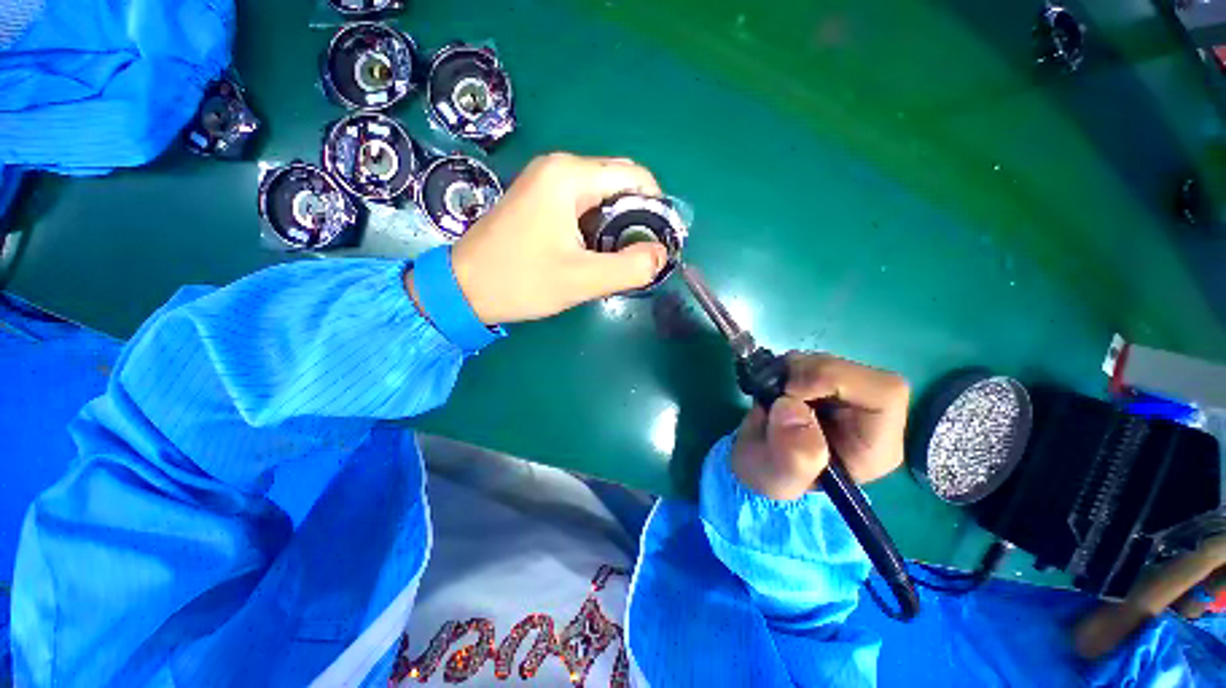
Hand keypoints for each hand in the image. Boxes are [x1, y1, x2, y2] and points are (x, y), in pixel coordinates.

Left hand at [436, 153, 668, 323]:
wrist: (462, 289)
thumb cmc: (520, 281)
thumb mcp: (582, 279)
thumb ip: (630, 267)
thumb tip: (661, 254)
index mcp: (569, 176)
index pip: (635, 177)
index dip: (657, 208)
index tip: (661, 243)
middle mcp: (558, 168)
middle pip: (619, 183)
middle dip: (637, 218)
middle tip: (638, 256)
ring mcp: (546, 182)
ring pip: (602, 197)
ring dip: (618, 226)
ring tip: (616, 259)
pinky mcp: (539, 199)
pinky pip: (583, 206)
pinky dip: (598, 227)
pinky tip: (594, 253)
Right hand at [730, 352, 909, 500]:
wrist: (758, 463)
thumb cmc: (773, 477)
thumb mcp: (780, 478)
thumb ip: (794, 454)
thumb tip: (790, 407)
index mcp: (874, 444)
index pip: (884, 393)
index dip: (836, 380)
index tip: (791, 392)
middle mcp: (867, 414)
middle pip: (853, 370)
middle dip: (806, 375)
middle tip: (774, 393)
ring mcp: (844, 396)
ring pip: (827, 360)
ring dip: (791, 371)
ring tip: (770, 395)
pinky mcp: (823, 384)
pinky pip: (807, 360)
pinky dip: (784, 368)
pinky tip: (773, 389)